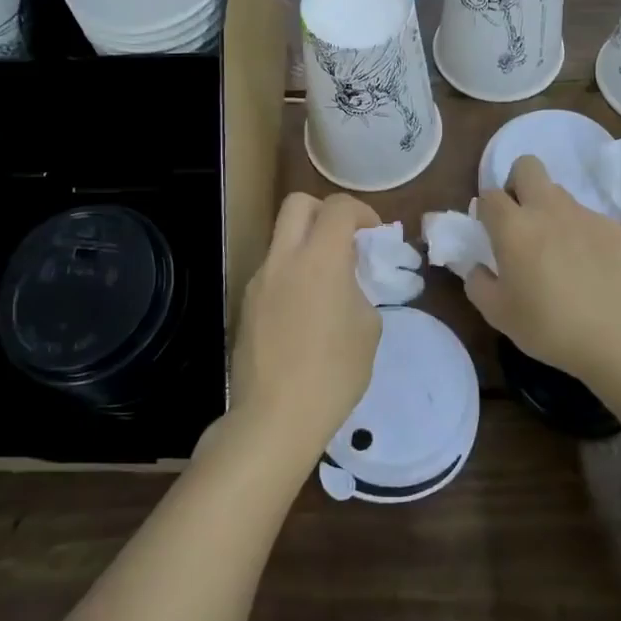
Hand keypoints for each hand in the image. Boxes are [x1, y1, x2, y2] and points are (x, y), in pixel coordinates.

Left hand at [227, 191, 381, 463]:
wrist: (275, 417)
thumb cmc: (334, 373)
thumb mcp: (368, 328)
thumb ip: (360, 290)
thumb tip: (349, 282)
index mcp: (320, 258)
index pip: (338, 207)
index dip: (362, 212)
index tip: (374, 237)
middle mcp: (284, 258)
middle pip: (298, 203)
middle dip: (325, 212)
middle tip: (345, 242)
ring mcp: (259, 280)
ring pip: (281, 238)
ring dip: (306, 245)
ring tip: (326, 285)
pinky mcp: (246, 304)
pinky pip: (272, 272)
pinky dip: (291, 275)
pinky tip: (304, 314)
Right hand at [466, 155, 620, 385]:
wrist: (617, 339)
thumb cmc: (548, 326)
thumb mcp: (497, 313)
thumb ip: (478, 283)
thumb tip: (478, 267)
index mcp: (513, 227)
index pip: (489, 195)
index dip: (485, 209)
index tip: (489, 231)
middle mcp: (548, 209)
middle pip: (527, 166)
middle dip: (518, 183)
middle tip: (521, 219)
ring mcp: (586, 215)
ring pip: (561, 194)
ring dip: (552, 212)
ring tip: (559, 251)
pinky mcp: (616, 229)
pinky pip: (591, 220)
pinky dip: (584, 235)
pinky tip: (591, 268)